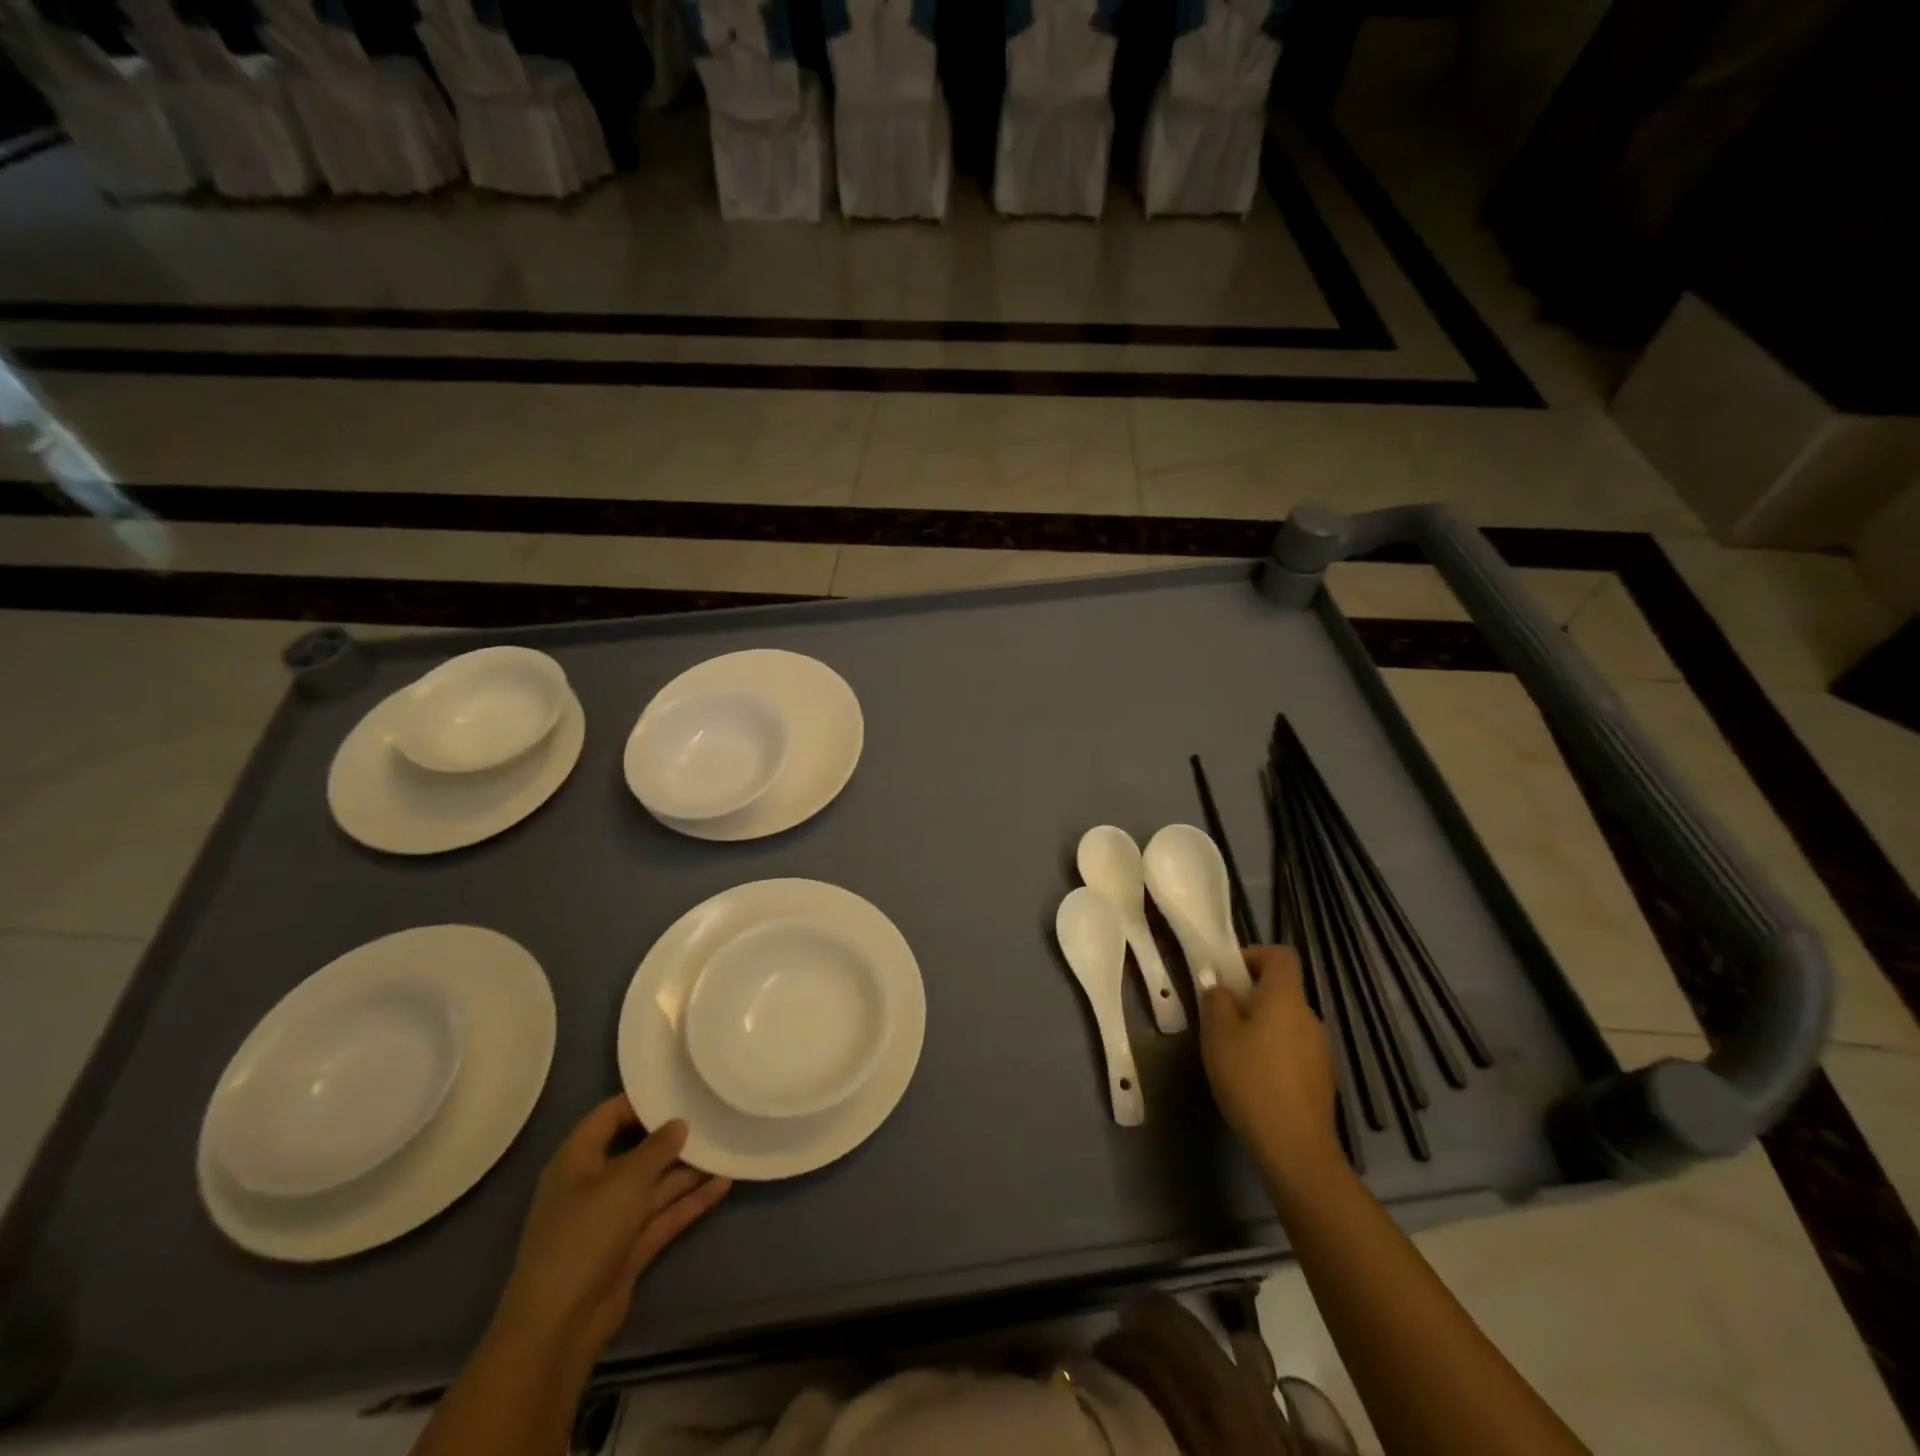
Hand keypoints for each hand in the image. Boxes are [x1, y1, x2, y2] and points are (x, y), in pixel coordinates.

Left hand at [489, 1097, 730, 1365]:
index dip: (641, 1100)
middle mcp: (594, 1184)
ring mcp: (612, 1218)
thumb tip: (680, 1123)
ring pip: (656, 1184)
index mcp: (577, 1160)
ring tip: (728, 1146)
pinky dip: (691, 1201)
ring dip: (689, 1169)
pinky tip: (724, 1184)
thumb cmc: (583, 1235)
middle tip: (712, 1113)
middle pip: (638, 1150)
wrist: (559, 1326)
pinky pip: (664, 1214)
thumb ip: (656, 1148)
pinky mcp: (630, 1247)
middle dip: (673, 1136)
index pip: (609, 1116)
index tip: (679, 1086)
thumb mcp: (624, 1181)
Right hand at [1198, 946, 1338, 1174]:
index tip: (1228, 975)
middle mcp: (1309, 1016)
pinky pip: (1294, 1049)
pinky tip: (1255, 1079)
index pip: (1280, 956)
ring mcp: (1320, 1049)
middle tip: (1220, 1017)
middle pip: (1281, 990)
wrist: (1294, 1147)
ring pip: (1286, 1021)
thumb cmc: (1250, 1079)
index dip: (1254, 955)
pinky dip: (1275, 1052)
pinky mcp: (1322, 1078)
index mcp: (1285, 997)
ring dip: (1262, 1026)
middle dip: (1251, 996)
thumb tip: (1219, 985)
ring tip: (1234, 1052)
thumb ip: (1216, 1000)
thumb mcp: (1217, 1034)